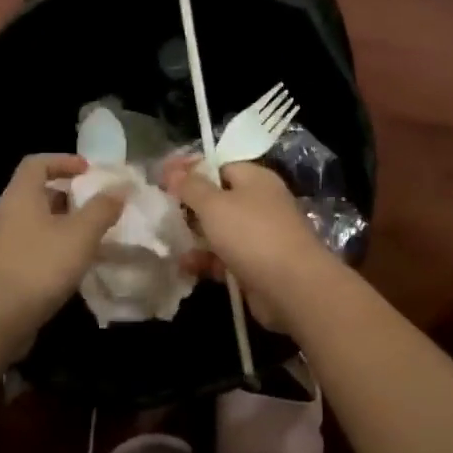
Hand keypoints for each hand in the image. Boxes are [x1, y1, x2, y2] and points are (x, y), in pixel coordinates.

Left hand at [0, 154, 125, 351]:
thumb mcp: (80, 235)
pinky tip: (64, 272)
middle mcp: (0, 216)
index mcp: (17, 197)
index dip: (63, 161)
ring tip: (85, 243)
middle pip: (33, 195)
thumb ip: (101, 209)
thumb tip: (119, 188)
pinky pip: (24, 252)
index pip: (36, 164)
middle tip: (93, 210)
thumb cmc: (39, 267)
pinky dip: (46, 253)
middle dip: (65, 199)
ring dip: (57, 228)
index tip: (89, 171)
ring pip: (29, 226)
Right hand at [160, 156, 336, 330]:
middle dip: (189, 207)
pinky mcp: (256, 265)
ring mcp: (259, 236)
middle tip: (159, 213)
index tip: (162, 179)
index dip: (190, 170)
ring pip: (219, 231)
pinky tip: (184, 267)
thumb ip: (191, 186)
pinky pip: (224, 258)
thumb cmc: (252, 235)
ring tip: (165, 242)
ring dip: (194, 237)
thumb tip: (173, 169)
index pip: (219, 165)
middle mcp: (260, 203)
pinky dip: (206, 261)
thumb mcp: (214, 204)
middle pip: (218, 199)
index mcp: (255, 179)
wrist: (292, 287)